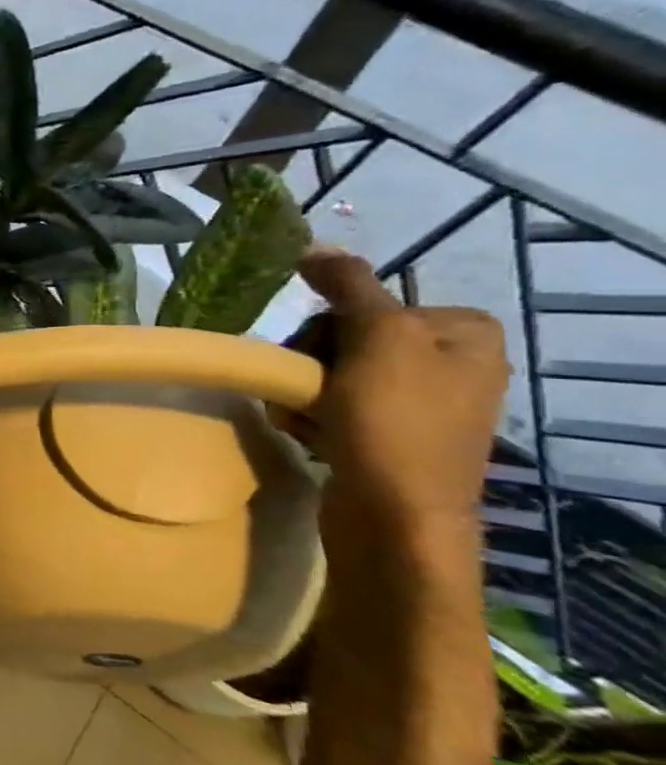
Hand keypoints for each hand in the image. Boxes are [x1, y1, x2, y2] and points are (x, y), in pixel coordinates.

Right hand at [295, 248, 509, 535]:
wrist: (395, 518)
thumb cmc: (394, 423)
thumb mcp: (378, 339)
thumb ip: (349, 287)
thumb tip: (316, 246)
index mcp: (463, 333)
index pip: (365, 306)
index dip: (328, 329)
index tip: (321, 358)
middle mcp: (450, 364)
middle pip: (344, 339)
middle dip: (310, 365)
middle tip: (306, 392)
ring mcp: (420, 404)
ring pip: (329, 375)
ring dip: (302, 394)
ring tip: (303, 421)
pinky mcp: (389, 437)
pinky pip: (332, 408)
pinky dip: (310, 419)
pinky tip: (310, 438)